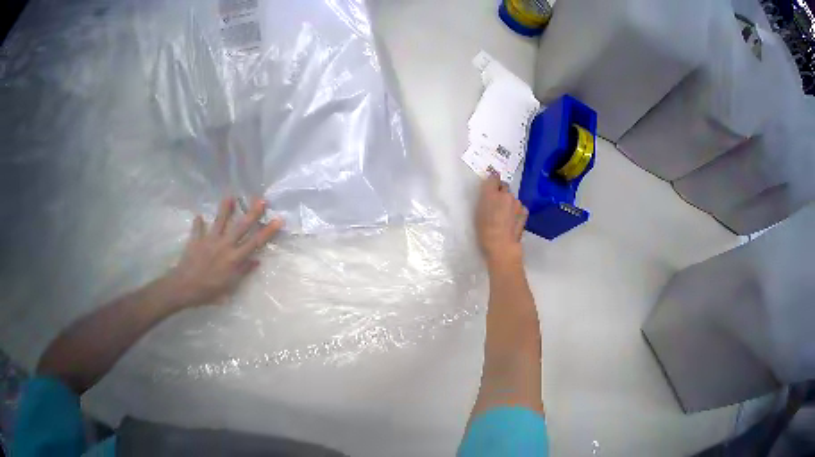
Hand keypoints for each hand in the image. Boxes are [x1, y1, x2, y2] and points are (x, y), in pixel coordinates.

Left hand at [164, 197, 283, 308]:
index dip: (267, 231)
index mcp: (234, 258)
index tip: (278, 219)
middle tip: (260, 199)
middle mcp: (224, 245)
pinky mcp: (196, 240)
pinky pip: (198, 229)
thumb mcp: (230, 287)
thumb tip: (256, 261)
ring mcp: (209, 241)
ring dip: (225, 208)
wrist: (185, 287)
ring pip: (220, 221)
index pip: (255, 243)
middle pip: (240, 227)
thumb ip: (243, 272)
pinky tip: (199, 216)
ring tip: (230, 196)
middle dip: (252, 212)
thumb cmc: (209, 291)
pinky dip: (198, 223)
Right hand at [476, 174, 527, 267]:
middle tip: (496, 203)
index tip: (490, 186)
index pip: (493, 177)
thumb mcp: (478, 213)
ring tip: (504, 215)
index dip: (492, 181)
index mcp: (491, 193)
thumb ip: (484, 199)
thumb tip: (489, 194)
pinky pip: (519, 206)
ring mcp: (517, 202)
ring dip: (509, 202)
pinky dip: (516, 210)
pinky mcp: (524, 211)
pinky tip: (512, 220)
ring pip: (512, 197)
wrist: (502, 246)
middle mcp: (505, 194)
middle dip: (501, 191)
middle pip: (504, 186)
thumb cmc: (484, 231)